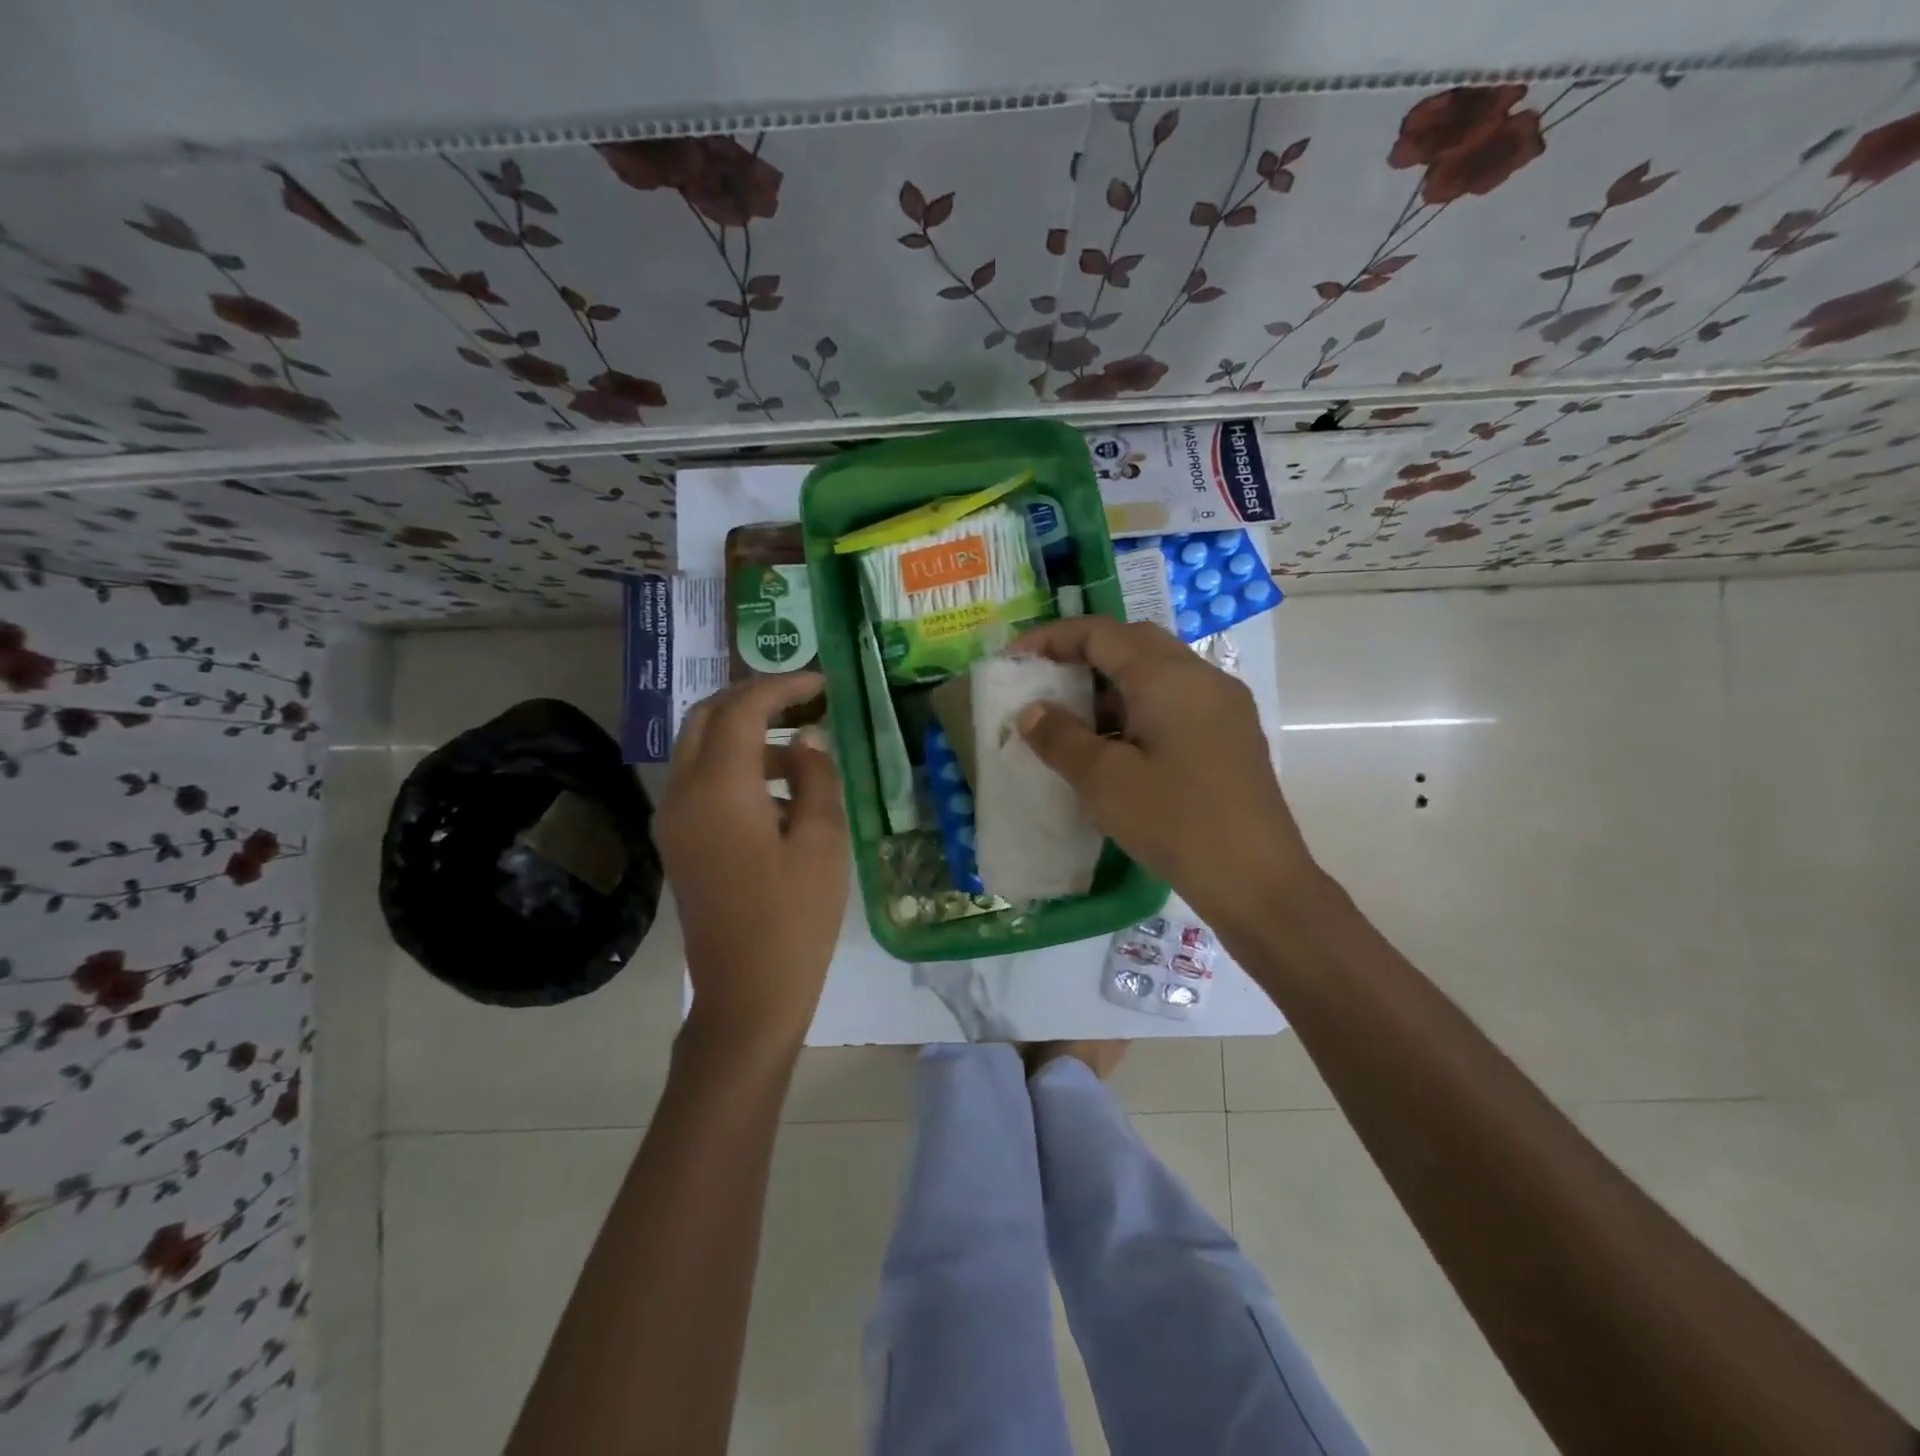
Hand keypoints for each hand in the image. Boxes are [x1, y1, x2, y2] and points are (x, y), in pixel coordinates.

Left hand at [657, 672, 847, 1048]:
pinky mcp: (678, 843)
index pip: (742, 709)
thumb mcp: (822, 842)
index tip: (821, 683)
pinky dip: (732, 764)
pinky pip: (699, 781)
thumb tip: (806, 739)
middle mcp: (683, 794)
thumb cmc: (795, 920)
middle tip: (800, 699)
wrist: (747, 996)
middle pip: (706, 717)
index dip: (782, 686)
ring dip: (742, 732)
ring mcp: (673, 820)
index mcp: (719, 789)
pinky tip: (776, 790)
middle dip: (752, 698)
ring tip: (797, 747)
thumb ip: (815, 778)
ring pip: (699, 748)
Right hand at [1010, 616, 1319, 934]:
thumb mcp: (1104, 781)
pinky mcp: (1231, 736)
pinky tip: (1117, 749)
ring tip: (1074, 721)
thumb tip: (1032, 711)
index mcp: (1168, 676)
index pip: (1101, 633)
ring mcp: (1223, 706)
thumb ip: (1060, 738)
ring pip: (1158, 673)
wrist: (1258, 881)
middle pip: (1134, 643)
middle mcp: (1201, 677)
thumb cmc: (1175, 822)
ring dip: (1112, 685)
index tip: (1015, 660)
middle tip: (1046, 683)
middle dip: (1084, 655)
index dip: (1052, 639)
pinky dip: (1139, 708)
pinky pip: (1176, 701)